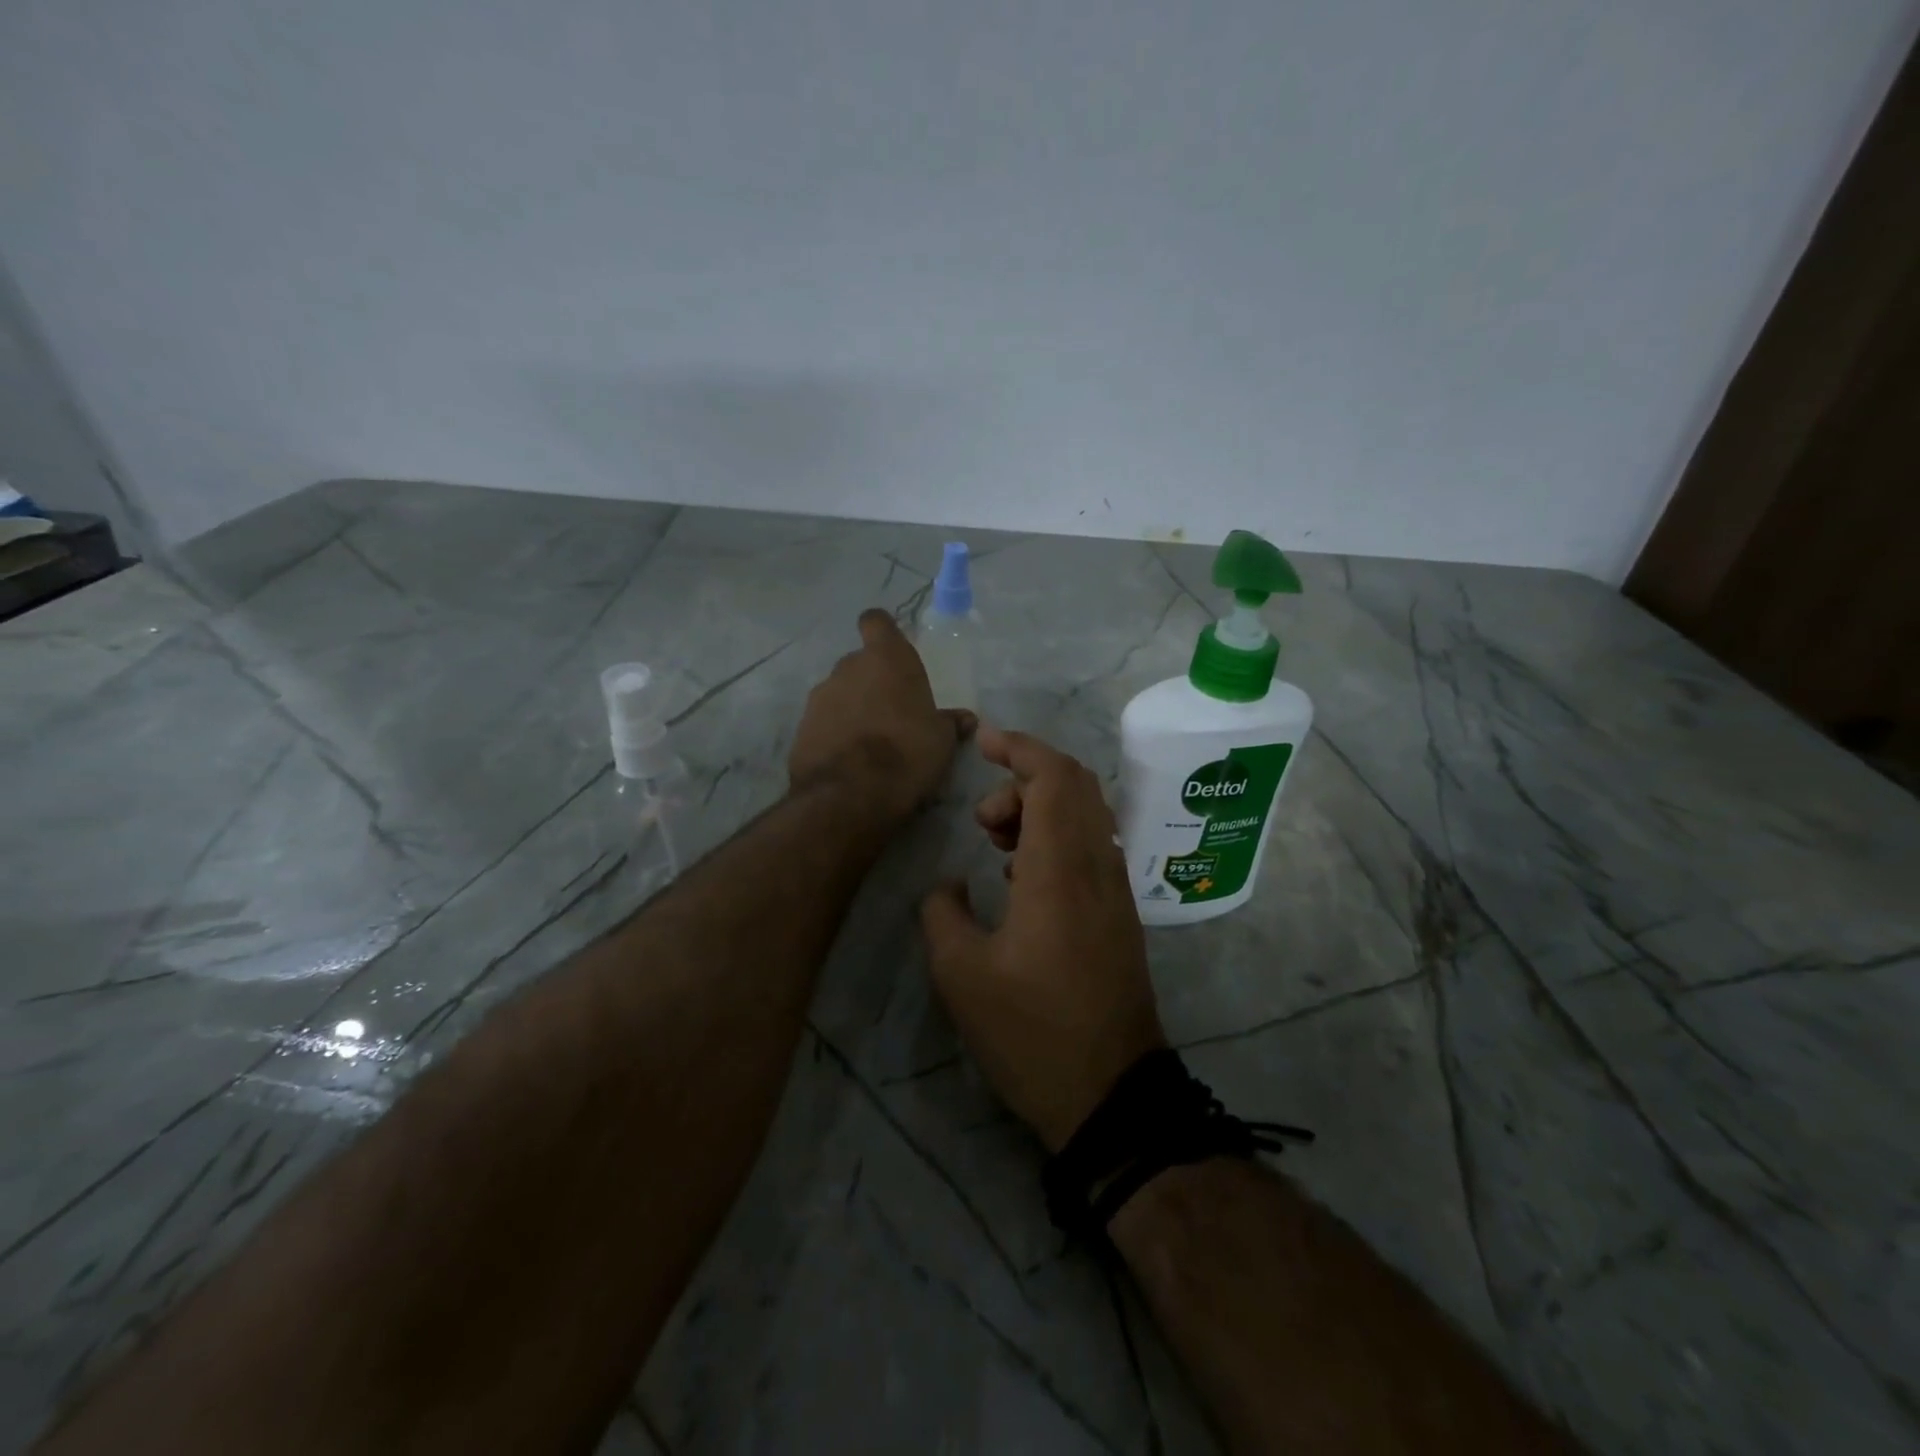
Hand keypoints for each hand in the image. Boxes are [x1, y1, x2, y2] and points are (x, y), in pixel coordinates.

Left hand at [789, 609, 975, 821]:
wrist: (850, 793)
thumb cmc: (907, 752)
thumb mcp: (941, 740)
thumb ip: (949, 723)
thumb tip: (964, 718)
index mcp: (886, 658)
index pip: (876, 622)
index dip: (883, 633)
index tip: (891, 650)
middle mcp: (848, 668)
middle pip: (859, 663)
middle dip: (872, 682)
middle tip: (892, 712)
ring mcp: (819, 697)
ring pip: (839, 693)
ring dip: (852, 709)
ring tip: (870, 742)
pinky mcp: (801, 728)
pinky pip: (823, 723)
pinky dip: (835, 734)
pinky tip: (849, 760)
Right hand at [919, 727, 1165, 1150]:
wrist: (1111, 1093)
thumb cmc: (1031, 1032)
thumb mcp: (961, 975)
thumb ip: (942, 912)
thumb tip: (950, 885)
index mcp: (1060, 869)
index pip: (1053, 776)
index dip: (1018, 747)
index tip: (982, 741)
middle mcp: (1097, 866)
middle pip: (1075, 785)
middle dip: (1024, 778)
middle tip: (982, 817)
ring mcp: (1115, 889)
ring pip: (1085, 814)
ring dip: (1039, 808)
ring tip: (995, 845)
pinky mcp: (1119, 913)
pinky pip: (1091, 845)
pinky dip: (1055, 836)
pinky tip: (1021, 878)